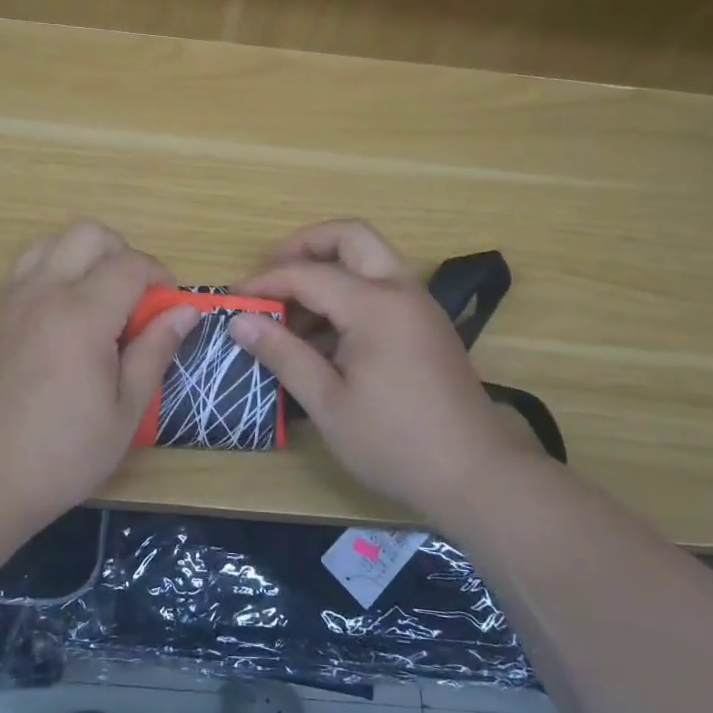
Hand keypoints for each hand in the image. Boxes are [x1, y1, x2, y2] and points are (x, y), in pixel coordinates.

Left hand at [0, 220, 199, 527]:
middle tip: (137, 296)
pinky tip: (67, 311)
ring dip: (85, 255)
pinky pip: (28, 265)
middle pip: (89, 233)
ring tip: (101, 298)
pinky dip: (55, 267)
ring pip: (53, 240)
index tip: (170, 304)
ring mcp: (13, 299)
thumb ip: (155, 350)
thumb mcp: (126, 410)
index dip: (160, 275)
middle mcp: (44, 292)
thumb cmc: (65, 452)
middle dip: (123, 252)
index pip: (130, 264)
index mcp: (82, 316)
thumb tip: (185, 311)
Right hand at [228, 220, 547, 521]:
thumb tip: (240, 320)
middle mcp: (401, 291)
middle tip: (271, 277)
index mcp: (375, 305)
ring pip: (369, 260)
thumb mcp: (327, 403)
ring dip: (328, 272)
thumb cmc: (395, 442)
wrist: (478, 475)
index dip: (266, 282)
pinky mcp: (427, 326)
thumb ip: (283, 353)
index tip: (234, 300)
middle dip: (305, 246)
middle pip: (350, 237)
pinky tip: (323, 340)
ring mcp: (419, 306)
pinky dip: (349, 296)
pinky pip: (382, 289)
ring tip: (290, 317)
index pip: (308, 273)